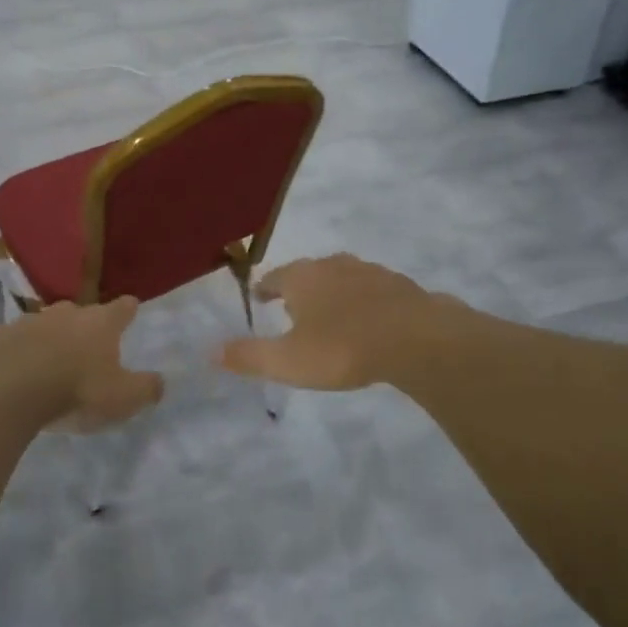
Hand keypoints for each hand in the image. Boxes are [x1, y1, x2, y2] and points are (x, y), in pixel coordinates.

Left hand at [0, 297, 161, 431]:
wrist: (5, 391)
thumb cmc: (75, 391)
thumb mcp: (122, 398)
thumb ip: (145, 389)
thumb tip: (160, 382)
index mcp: (100, 323)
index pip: (122, 308)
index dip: (128, 309)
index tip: (131, 307)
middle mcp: (66, 313)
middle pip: (81, 312)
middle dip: (85, 325)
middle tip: (87, 344)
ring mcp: (27, 321)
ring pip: (45, 324)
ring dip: (50, 338)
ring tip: (50, 361)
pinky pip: (13, 341)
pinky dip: (18, 351)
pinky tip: (16, 370)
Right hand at [218, 255, 449, 390]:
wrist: (417, 339)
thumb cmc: (343, 348)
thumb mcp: (288, 361)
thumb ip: (249, 356)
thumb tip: (210, 351)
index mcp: (303, 278)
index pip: (275, 277)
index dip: (264, 288)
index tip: (259, 297)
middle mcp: (334, 266)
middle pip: (309, 272)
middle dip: (299, 287)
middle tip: (292, 306)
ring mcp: (370, 272)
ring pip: (343, 277)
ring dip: (333, 291)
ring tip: (330, 312)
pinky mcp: (400, 286)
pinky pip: (373, 290)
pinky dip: (364, 301)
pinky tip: (370, 319)